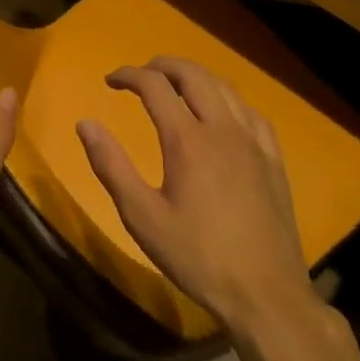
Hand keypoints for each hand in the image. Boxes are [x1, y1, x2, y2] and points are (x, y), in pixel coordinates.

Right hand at [77, 57, 313, 336]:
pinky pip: (250, 111)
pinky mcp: (273, 158)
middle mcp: (222, 128)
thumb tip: (86, 123)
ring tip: (176, 86)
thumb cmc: (198, 257)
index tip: (111, 80)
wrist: (266, 295)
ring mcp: (252, 141)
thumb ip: (111, 166)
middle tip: (141, 74)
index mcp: (187, 139)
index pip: (154, 85)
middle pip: (192, 74)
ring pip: (224, 86)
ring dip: (195, 76)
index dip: (129, 75)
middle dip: (163, 65)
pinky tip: (222, 112)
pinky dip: (227, 98)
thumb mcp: (143, 217)